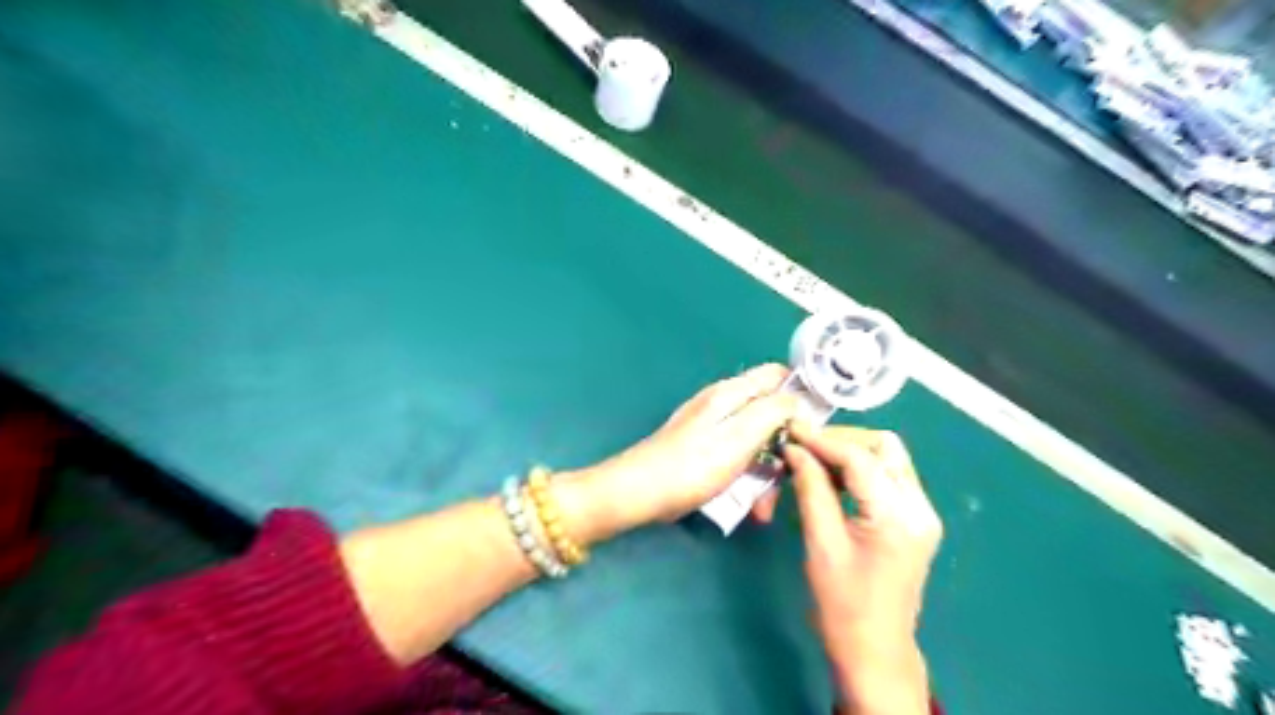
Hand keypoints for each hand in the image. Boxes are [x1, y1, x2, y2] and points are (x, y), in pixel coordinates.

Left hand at [565, 364, 794, 534]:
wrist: (641, 492)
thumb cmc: (693, 465)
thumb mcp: (740, 436)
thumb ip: (772, 411)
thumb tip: (797, 399)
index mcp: (731, 393)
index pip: (776, 374)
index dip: (802, 392)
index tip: (819, 424)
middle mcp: (722, 403)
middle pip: (769, 412)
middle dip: (784, 444)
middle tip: (791, 477)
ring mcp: (711, 427)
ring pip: (755, 440)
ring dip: (767, 470)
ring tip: (765, 505)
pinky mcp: (703, 449)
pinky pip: (737, 456)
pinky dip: (747, 476)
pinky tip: (750, 504)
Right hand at [783, 424, 939, 713]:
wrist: (874, 651)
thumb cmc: (843, 604)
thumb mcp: (821, 543)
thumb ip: (811, 489)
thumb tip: (795, 449)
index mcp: (898, 516)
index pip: (860, 458)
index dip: (823, 440)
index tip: (791, 429)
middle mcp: (919, 507)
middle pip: (885, 447)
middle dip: (842, 440)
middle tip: (804, 447)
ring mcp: (921, 513)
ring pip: (888, 458)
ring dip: (850, 452)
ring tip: (812, 460)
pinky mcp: (913, 520)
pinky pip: (887, 477)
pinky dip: (859, 469)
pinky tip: (831, 478)